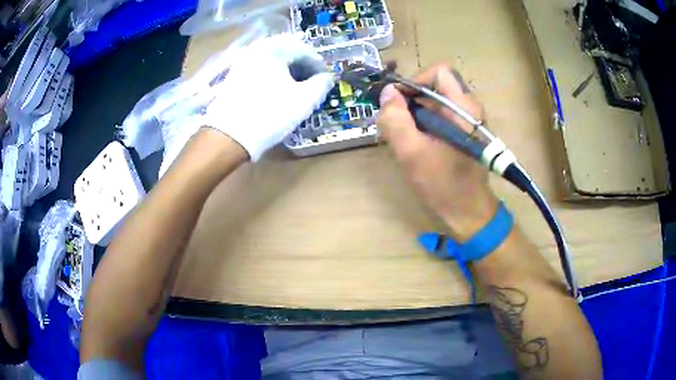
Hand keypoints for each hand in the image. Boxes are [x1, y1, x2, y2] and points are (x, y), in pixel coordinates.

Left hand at [204, 33, 333, 160]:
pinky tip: (278, 88)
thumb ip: (322, 84)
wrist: (229, 136)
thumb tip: (327, 77)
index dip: (319, 65)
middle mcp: (257, 48)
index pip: (305, 50)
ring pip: (273, 58)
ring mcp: (243, 61)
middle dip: (303, 64)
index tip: (326, 80)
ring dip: (288, 68)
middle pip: (288, 50)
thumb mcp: (304, 100)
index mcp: (275, 48)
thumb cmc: (270, 115)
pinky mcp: (235, 74)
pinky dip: (273, 73)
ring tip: (296, 86)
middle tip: (312, 81)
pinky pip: (261, 66)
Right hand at [377, 64, 498, 240]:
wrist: (468, 213)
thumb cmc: (444, 185)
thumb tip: (387, 93)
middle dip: (410, 100)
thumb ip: (395, 119)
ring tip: (402, 137)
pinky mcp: (462, 132)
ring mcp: (466, 120)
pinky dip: (421, 124)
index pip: (439, 72)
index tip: (398, 102)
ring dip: (413, 114)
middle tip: (394, 123)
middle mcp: (468, 108)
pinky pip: (438, 116)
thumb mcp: (412, 153)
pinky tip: (413, 144)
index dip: (415, 81)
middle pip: (434, 86)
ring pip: (434, 102)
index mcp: (464, 108)